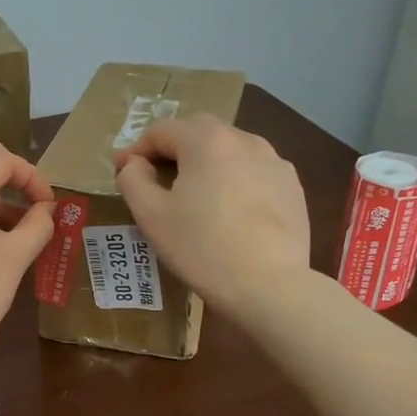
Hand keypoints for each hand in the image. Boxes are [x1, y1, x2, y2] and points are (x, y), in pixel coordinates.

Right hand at [114, 114, 310, 316]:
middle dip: (173, 148)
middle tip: (156, 178)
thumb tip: (134, 163)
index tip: (124, 173)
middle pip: (198, 131)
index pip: (161, 130)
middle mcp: (244, 140)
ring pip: (230, 149)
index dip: (137, 149)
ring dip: (206, 162)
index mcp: (206, 141)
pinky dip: (234, 179)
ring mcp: (274, 162)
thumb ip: (133, 179)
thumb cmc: (201, 247)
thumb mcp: (151, 215)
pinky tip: (229, 209)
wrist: (268, 285)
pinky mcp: (292, 187)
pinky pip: (254, 171)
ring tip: (195, 193)